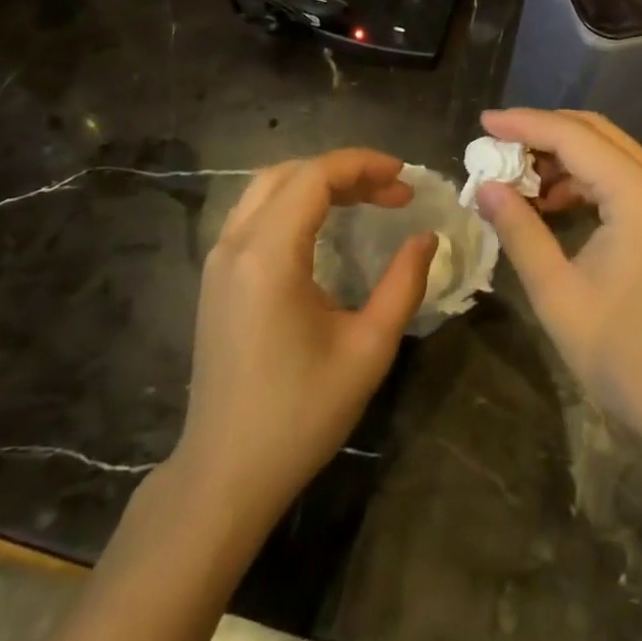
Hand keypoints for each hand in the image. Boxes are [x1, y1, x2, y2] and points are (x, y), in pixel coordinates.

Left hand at [174, 150, 435, 518]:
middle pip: (290, 173)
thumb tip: (427, 238)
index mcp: (269, 256)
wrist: (225, 475)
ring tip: (364, 200)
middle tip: (391, 192)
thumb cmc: (300, 415)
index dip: (364, 165)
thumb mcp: (368, 349)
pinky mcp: (215, 278)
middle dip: (345, 171)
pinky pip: (254, 213)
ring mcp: (218, 260)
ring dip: (317, 182)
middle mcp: (235, 244)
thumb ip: (404, 284)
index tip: (405, 180)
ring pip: (267, 188)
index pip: (315, 177)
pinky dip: (293, 202)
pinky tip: (323, 227)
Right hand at [476, 109, 641, 448]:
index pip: (572, 136)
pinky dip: (584, 179)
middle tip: (496, 146)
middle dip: (542, 132)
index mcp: (638, 194)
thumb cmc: (624, 353)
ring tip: (516, 179)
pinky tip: (552, 203)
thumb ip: (519, 230)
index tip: (482, 121)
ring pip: (609, 152)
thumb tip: (486, 187)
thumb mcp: (557, 292)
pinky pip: (621, 177)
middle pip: (595, 132)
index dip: (523, 124)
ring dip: (562, 156)